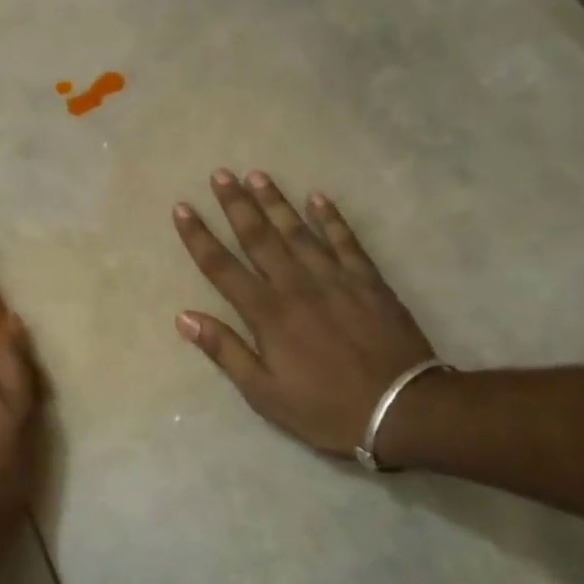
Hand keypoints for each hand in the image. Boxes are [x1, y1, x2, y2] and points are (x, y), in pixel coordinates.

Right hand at [173, 169, 438, 459]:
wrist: (401, 409)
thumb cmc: (325, 408)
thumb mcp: (264, 393)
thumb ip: (225, 351)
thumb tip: (185, 317)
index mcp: (267, 314)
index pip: (222, 267)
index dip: (199, 237)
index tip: (182, 208)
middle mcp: (296, 285)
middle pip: (259, 237)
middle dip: (236, 204)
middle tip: (221, 174)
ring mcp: (335, 278)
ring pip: (298, 230)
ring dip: (276, 201)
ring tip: (257, 175)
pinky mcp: (368, 280)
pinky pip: (345, 240)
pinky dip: (331, 218)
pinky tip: (318, 198)